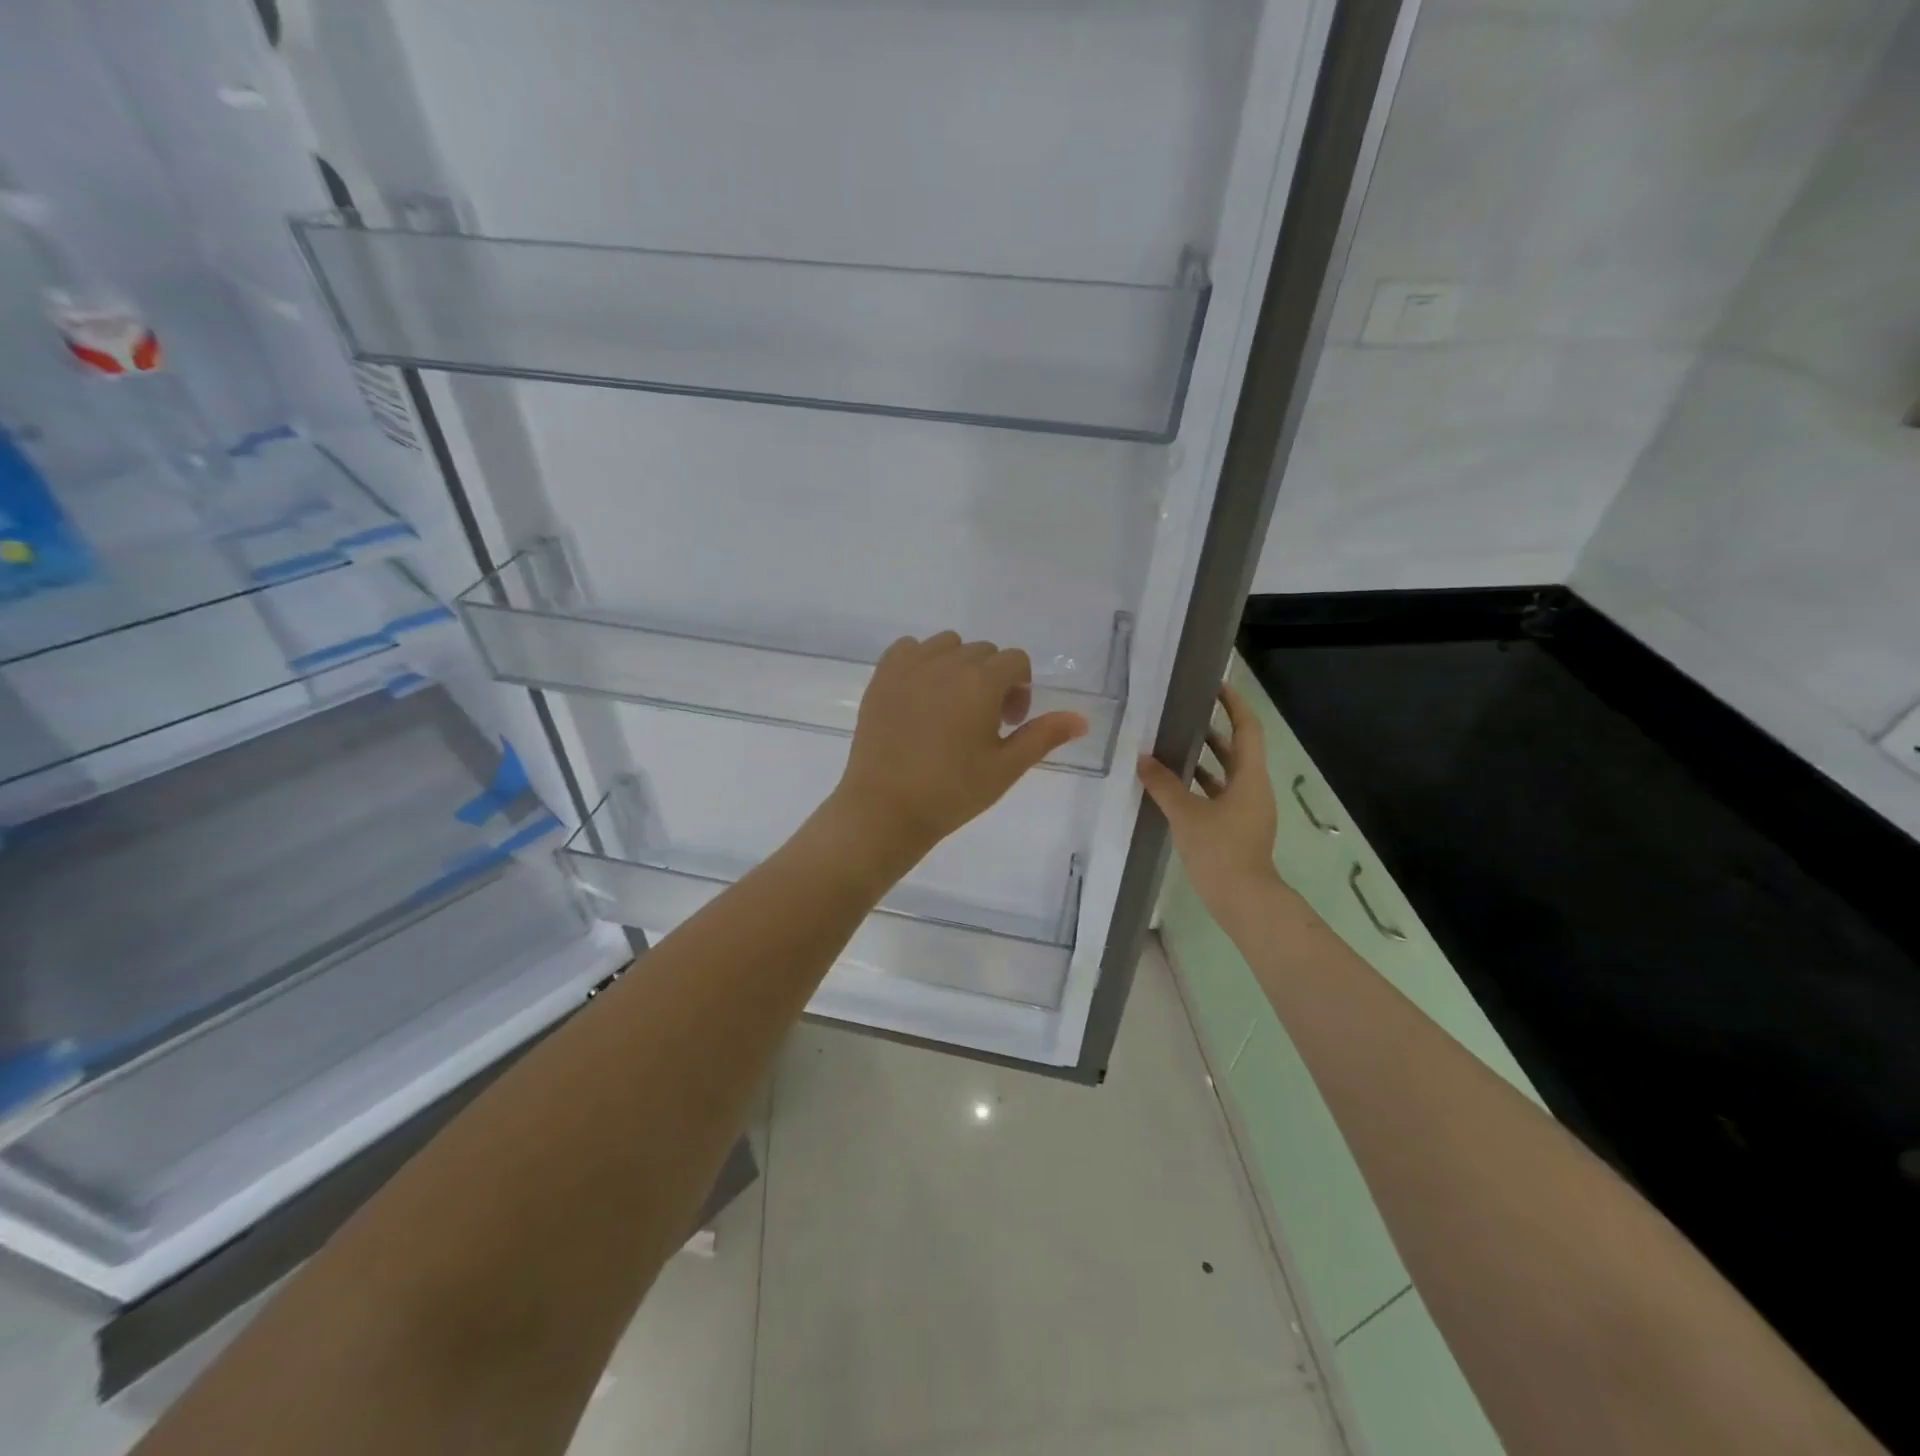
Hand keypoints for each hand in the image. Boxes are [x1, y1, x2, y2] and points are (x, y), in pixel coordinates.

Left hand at [828, 632, 1089, 874]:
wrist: (885, 809)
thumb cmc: (952, 792)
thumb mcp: (1006, 768)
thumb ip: (1044, 736)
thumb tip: (1081, 719)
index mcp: (981, 682)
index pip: (1016, 660)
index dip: (1020, 690)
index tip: (1008, 724)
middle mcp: (946, 663)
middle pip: (984, 652)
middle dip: (992, 679)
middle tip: (982, 723)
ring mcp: (910, 667)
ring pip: (947, 645)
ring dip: (958, 667)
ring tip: (950, 707)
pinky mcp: (882, 677)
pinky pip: (909, 649)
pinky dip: (921, 661)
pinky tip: (920, 695)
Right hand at [1138, 681, 1280, 915]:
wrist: (1243, 900)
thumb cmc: (1220, 850)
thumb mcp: (1186, 814)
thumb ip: (1163, 784)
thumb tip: (1142, 759)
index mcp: (1250, 777)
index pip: (1248, 728)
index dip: (1234, 704)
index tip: (1215, 685)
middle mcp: (1254, 788)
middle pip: (1238, 749)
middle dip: (1214, 729)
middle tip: (1184, 713)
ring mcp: (1248, 809)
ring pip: (1228, 773)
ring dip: (1206, 757)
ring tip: (1173, 743)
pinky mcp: (1238, 827)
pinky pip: (1220, 794)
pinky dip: (1201, 784)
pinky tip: (1174, 786)